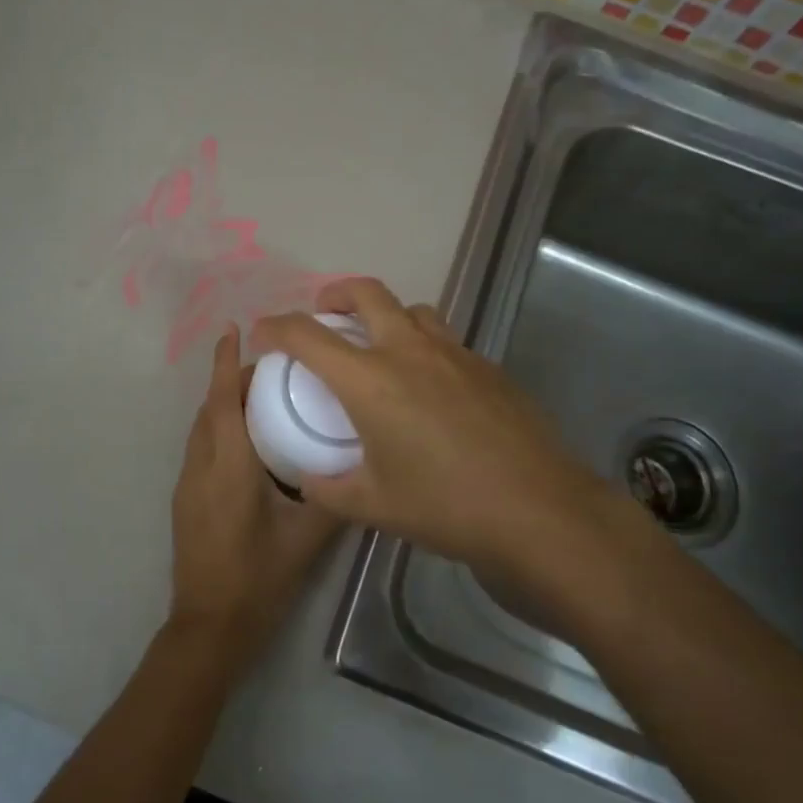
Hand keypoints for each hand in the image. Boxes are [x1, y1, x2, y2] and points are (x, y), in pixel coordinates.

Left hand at [167, 325, 342, 675]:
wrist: (209, 627)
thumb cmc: (258, 578)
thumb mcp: (308, 538)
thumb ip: (334, 497)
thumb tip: (362, 466)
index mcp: (228, 467)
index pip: (222, 401)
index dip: (225, 362)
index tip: (233, 329)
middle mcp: (201, 467)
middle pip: (210, 408)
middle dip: (230, 379)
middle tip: (269, 366)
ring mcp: (187, 484)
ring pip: (202, 428)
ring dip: (222, 403)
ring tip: (260, 396)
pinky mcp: (185, 501)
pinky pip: (201, 448)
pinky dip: (219, 428)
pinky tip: (248, 442)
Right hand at [251, 278, 648, 575]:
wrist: (538, 510)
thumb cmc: (446, 506)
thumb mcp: (375, 505)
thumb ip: (330, 489)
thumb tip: (309, 481)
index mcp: (370, 380)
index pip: (308, 335)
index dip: (277, 326)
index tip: (264, 333)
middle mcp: (409, 352)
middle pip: (366, 293)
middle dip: (335, 294)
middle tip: (324, 314)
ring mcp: (455, 354)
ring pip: (412, 310)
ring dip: (386, 315)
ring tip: (378, 346)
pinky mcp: (488, 368)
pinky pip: (445, 340)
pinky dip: (423, 346)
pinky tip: (429, 388)